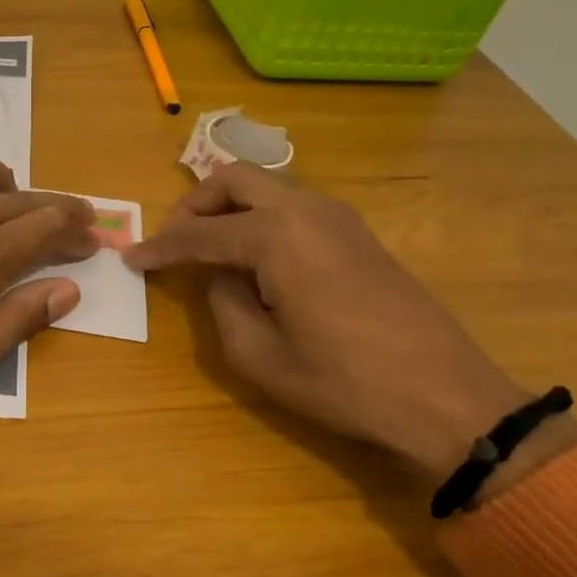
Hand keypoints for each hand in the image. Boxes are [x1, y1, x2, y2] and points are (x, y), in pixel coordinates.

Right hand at [126, 164, 576, 498]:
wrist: (445, 396)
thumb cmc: (343, 382)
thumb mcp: (258, 356)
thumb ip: (221, 304)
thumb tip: (217, 276)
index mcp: (276, 237)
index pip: (199, 232)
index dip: (160, 247)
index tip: (131, 258)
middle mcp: (306, 210)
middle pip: (234, 180)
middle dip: (195, 205)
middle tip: (175, 242)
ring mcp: (338, 217)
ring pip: (267, 186)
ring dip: (231, 207)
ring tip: (212, 250)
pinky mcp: (358, 232)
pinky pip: (294, 205)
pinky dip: (262, 217)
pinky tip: (258, 257)